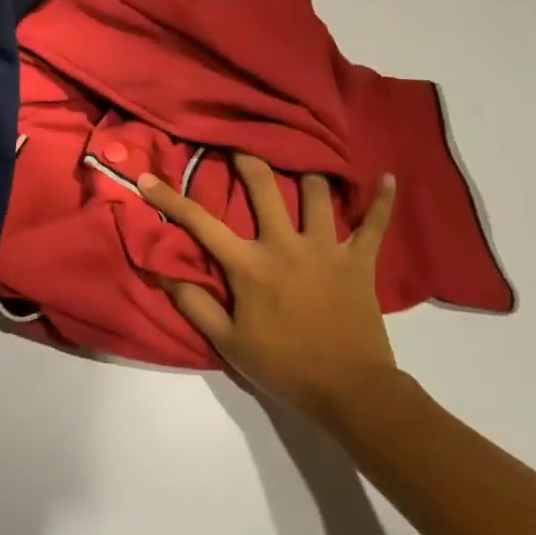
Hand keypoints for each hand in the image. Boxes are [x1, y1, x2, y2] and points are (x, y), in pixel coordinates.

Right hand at [138, 156, 399, 426]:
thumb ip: (194, 304)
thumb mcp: (228, 342)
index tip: (147, 178)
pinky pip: (376, 225)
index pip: (200, 223)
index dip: (169, 198)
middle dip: (246, 159)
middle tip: (237, 143)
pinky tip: (388, 178)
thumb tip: (161, 272)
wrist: (350, 391)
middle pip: (264, 187)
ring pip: (316, 194)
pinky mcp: (359, 262)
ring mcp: (326, 249)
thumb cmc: (283, 366)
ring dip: (305, 175)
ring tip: (300, 161)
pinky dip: (382, 202)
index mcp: (250, 265)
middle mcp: (286, 245)